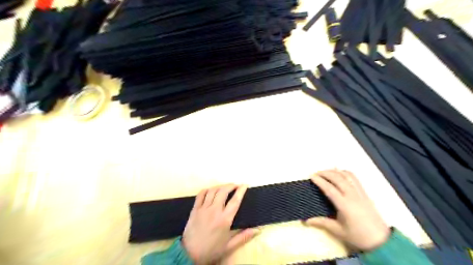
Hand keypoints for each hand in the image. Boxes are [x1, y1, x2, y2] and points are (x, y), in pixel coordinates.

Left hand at [182, 184, 261, 262]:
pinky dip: (207, 190)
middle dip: (231, 185)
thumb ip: (244, 236)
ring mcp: (203, 208)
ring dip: (220, 186)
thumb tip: (258, 230)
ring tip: (225, 187)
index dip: (241, 191)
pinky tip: (211, 190)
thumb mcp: (229, 246)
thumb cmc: (211, 250)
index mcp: (225, 219)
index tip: (245, 185)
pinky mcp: (195, 209)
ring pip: (212, 191)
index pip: (235, 201)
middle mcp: (214, 210)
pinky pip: (201, 194)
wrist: (189, 254)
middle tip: (236, 186)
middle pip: (223, 191)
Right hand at [305, 169, 389, 251]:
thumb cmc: (358, 236)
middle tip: (316, 173)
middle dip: (326, 173)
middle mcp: (352, 196)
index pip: (330, 189)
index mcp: (345, 205)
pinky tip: (339, 174)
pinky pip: (354, 178)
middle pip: (338, 178)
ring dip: (335, 171)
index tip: (311, 176)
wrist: (381, 240)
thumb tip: (306, 221)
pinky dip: (345, 173)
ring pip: (347, 175)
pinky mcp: (364, 192)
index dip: (320, 181)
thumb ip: (322, 223)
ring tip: (326, 172)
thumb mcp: (338, 231)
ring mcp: (360, 192)